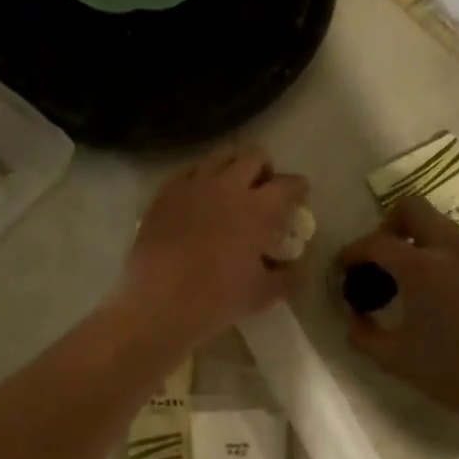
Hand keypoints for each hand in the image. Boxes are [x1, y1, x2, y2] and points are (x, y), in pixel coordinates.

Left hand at [116, 146, 308, 349]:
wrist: (159, 303)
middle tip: (263, 190)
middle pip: (254, 156)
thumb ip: (286, 278)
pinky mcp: (165, 193)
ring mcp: (193, 186)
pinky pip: (189, 171)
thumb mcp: (261, 294)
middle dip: (265, 169)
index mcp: (257, 209)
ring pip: (220, 155)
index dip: (298, 188)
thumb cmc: (216, 299)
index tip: (299, 197)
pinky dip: (200, 178)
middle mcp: (227, 187)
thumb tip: (296, 269)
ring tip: (231, 189)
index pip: (288, 184)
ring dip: (233, 166)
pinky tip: (198, 199)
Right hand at [340, 197, 458, 437]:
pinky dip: (442, 255)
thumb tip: (354, 316)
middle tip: (380, 258)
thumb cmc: (451, 374)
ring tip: (409, 276)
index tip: (344, 266)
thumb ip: (363, 333)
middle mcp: (453, 251)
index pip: (378, 243)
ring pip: (442, 224)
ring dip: (418, 238)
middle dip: (388, 226)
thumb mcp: (394, 358)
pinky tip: (440, 292)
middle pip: (413, 209)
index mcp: (423, 268)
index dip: (353, 251)